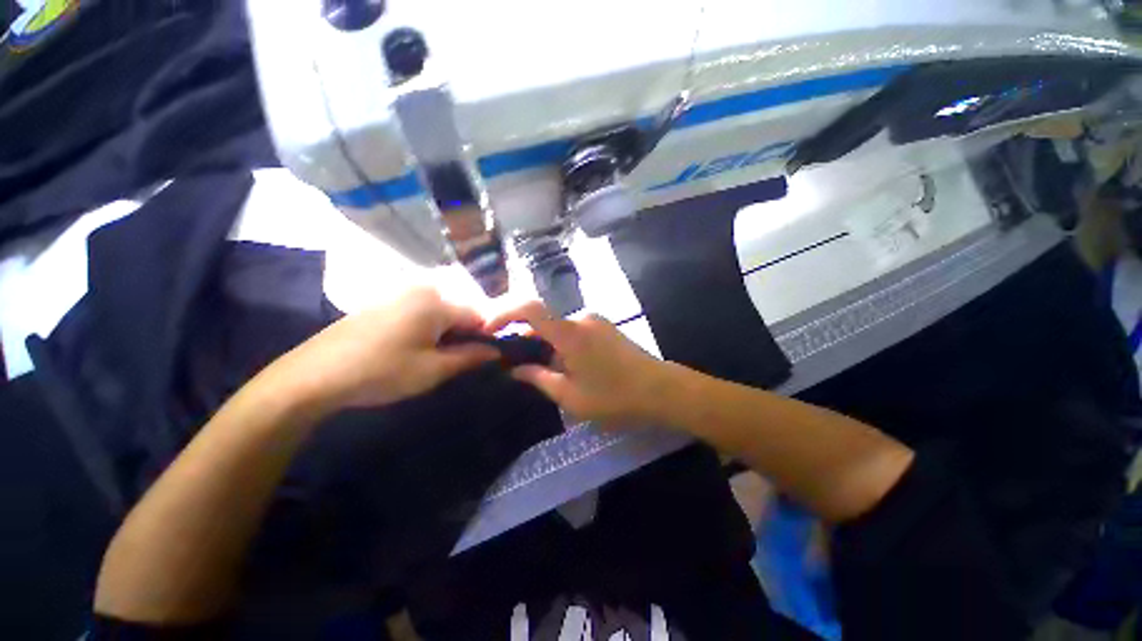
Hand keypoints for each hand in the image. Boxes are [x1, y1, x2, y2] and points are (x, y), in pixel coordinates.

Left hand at [280, 288, 499, 409]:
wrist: (314, 376)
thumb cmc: (381, 372)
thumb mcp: (433, 370)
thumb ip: (471, 357)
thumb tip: (496, 351)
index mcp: (437, 303)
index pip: (478, 315)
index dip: (485, 336)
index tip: (483, 357)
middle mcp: (422, 290)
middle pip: (460, 310)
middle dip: (465, 334)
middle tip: (457, 360)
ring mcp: (400, 293)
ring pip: (440, 311)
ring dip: (446, 332)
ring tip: (436, 356)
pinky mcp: (384, 301)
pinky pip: (420, 310)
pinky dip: (427, 327)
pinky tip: (413, 346)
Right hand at [485, 301, 676, 428]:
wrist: (661, 389)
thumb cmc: (614, 396)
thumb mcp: (570, 396)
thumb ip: (539, 379)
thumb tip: (515, 371)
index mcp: (569, 333)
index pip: (529, 309)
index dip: (504, 313)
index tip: (489, 329)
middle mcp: (581, 318)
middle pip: (543, 320)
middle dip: (526, 339)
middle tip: (517, 364)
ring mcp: (595, 321)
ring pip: (559, 328)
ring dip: (547, 345)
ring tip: (546, 372)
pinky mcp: (605, 327)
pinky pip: (574, 330)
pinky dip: (562, 344)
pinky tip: (568, 367)